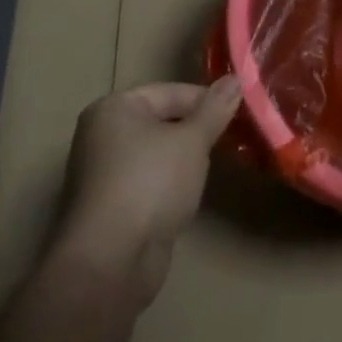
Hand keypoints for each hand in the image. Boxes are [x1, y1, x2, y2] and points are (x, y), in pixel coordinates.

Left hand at [53, 78, 241, 308]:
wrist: (110, 262)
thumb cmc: (150, 183)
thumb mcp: (192, 140)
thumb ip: (215, 109)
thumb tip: (235, 78)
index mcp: (114, 109)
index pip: (170, 92)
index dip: (206, 100)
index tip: (238, 111)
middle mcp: (103, 136)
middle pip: (162, 121)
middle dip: (196, 130)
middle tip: (231, 138)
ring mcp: (104, 174)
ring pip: (157, 154)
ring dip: (185, 159)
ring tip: (214, 165)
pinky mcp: (111, 208)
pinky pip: (150, 182)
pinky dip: (171, 185)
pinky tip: (190, 195)